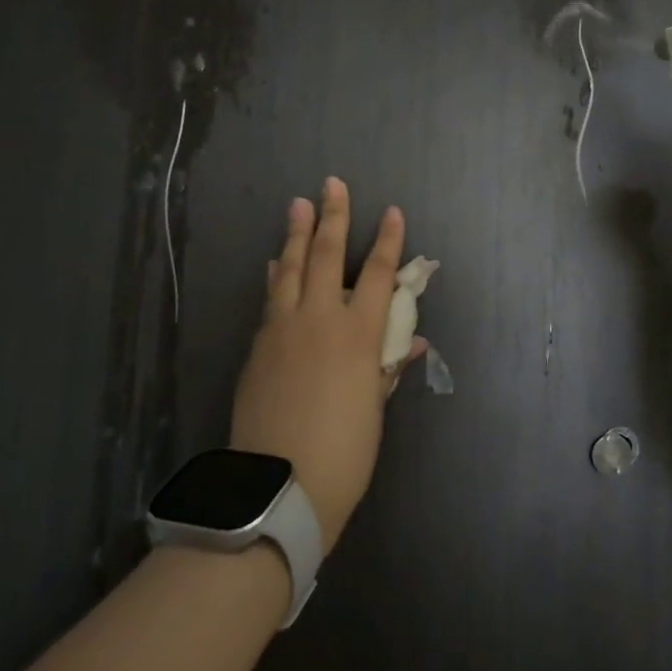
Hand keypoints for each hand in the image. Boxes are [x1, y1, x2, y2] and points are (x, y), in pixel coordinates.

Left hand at [230, 178, 422, 552]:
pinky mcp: (258, 347)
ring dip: (295, 234)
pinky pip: (270, 299)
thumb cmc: (345, 452)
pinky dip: (275, 276)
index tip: (392, 212)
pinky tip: (274, 264)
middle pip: (327, 256)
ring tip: (298, 204)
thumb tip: (413, 342)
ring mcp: (282, 330)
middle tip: (332, 184)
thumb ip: (390, 367)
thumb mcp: (375, 409)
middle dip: (333, 217)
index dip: (388, 241)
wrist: (279, 486)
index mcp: (358, 335)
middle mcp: (319, 320)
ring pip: (289, 269)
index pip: (378, 275)